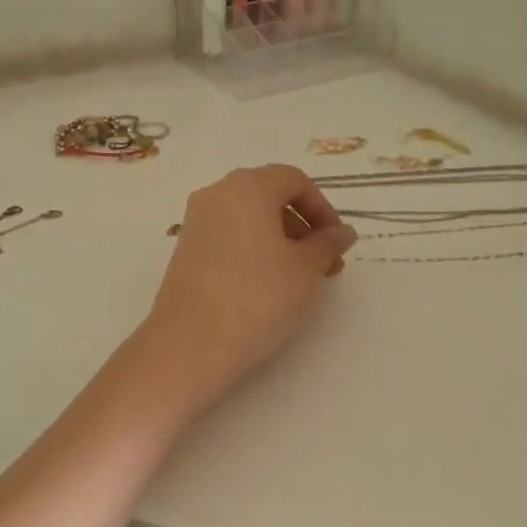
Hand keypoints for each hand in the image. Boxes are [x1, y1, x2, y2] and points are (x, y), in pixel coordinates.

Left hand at [142, 164, 356, 408]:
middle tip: (324, 264)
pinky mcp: (185, 250)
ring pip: (248, 218)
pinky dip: (253, 250)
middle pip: (269, 195)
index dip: (322, 208)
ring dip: (280, 239)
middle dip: (302, 225)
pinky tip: (267, 285)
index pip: (294, 180)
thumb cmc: (257, 298)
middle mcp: (216, 194)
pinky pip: (228, 236)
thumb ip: (327, 244)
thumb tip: (341, 233)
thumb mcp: (305, 270)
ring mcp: (196, 222)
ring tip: (299, 280)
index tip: (337, 243)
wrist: (190, 345)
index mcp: (247, 187)